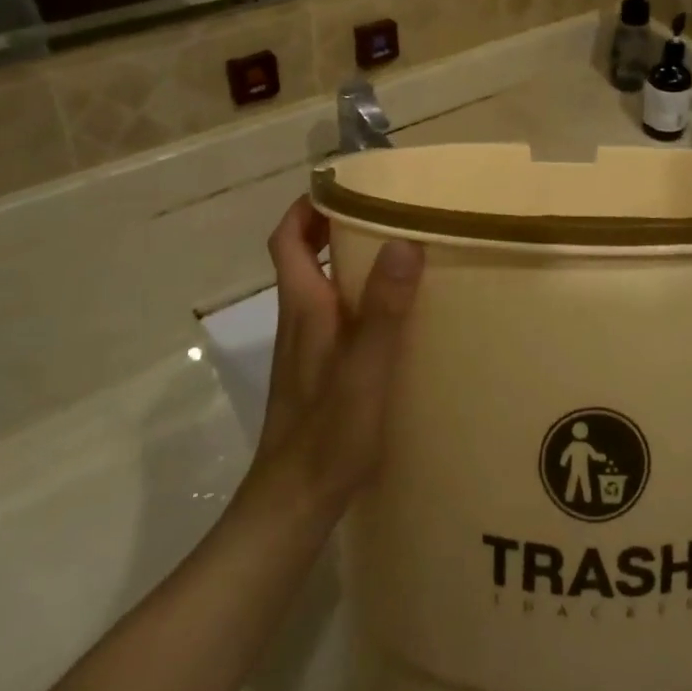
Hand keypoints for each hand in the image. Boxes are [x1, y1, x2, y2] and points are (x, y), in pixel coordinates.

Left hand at [257, 197, 423, 506]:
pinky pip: (335, 313)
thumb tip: (403, 241)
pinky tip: (393, 312)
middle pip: (305, 254)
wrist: (293, 505)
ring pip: (321, 284)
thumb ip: (384, 308)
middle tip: (385, 211)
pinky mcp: (318, 370)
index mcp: (304, 305)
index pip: (288, 237)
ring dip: (348, 259)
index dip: (308, 206)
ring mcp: (306, 346)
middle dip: (335, 224)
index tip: (347, 185)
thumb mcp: (365, 368)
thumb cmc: (328, 434)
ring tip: (397, 250)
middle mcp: (300, 317)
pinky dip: (357, 295)